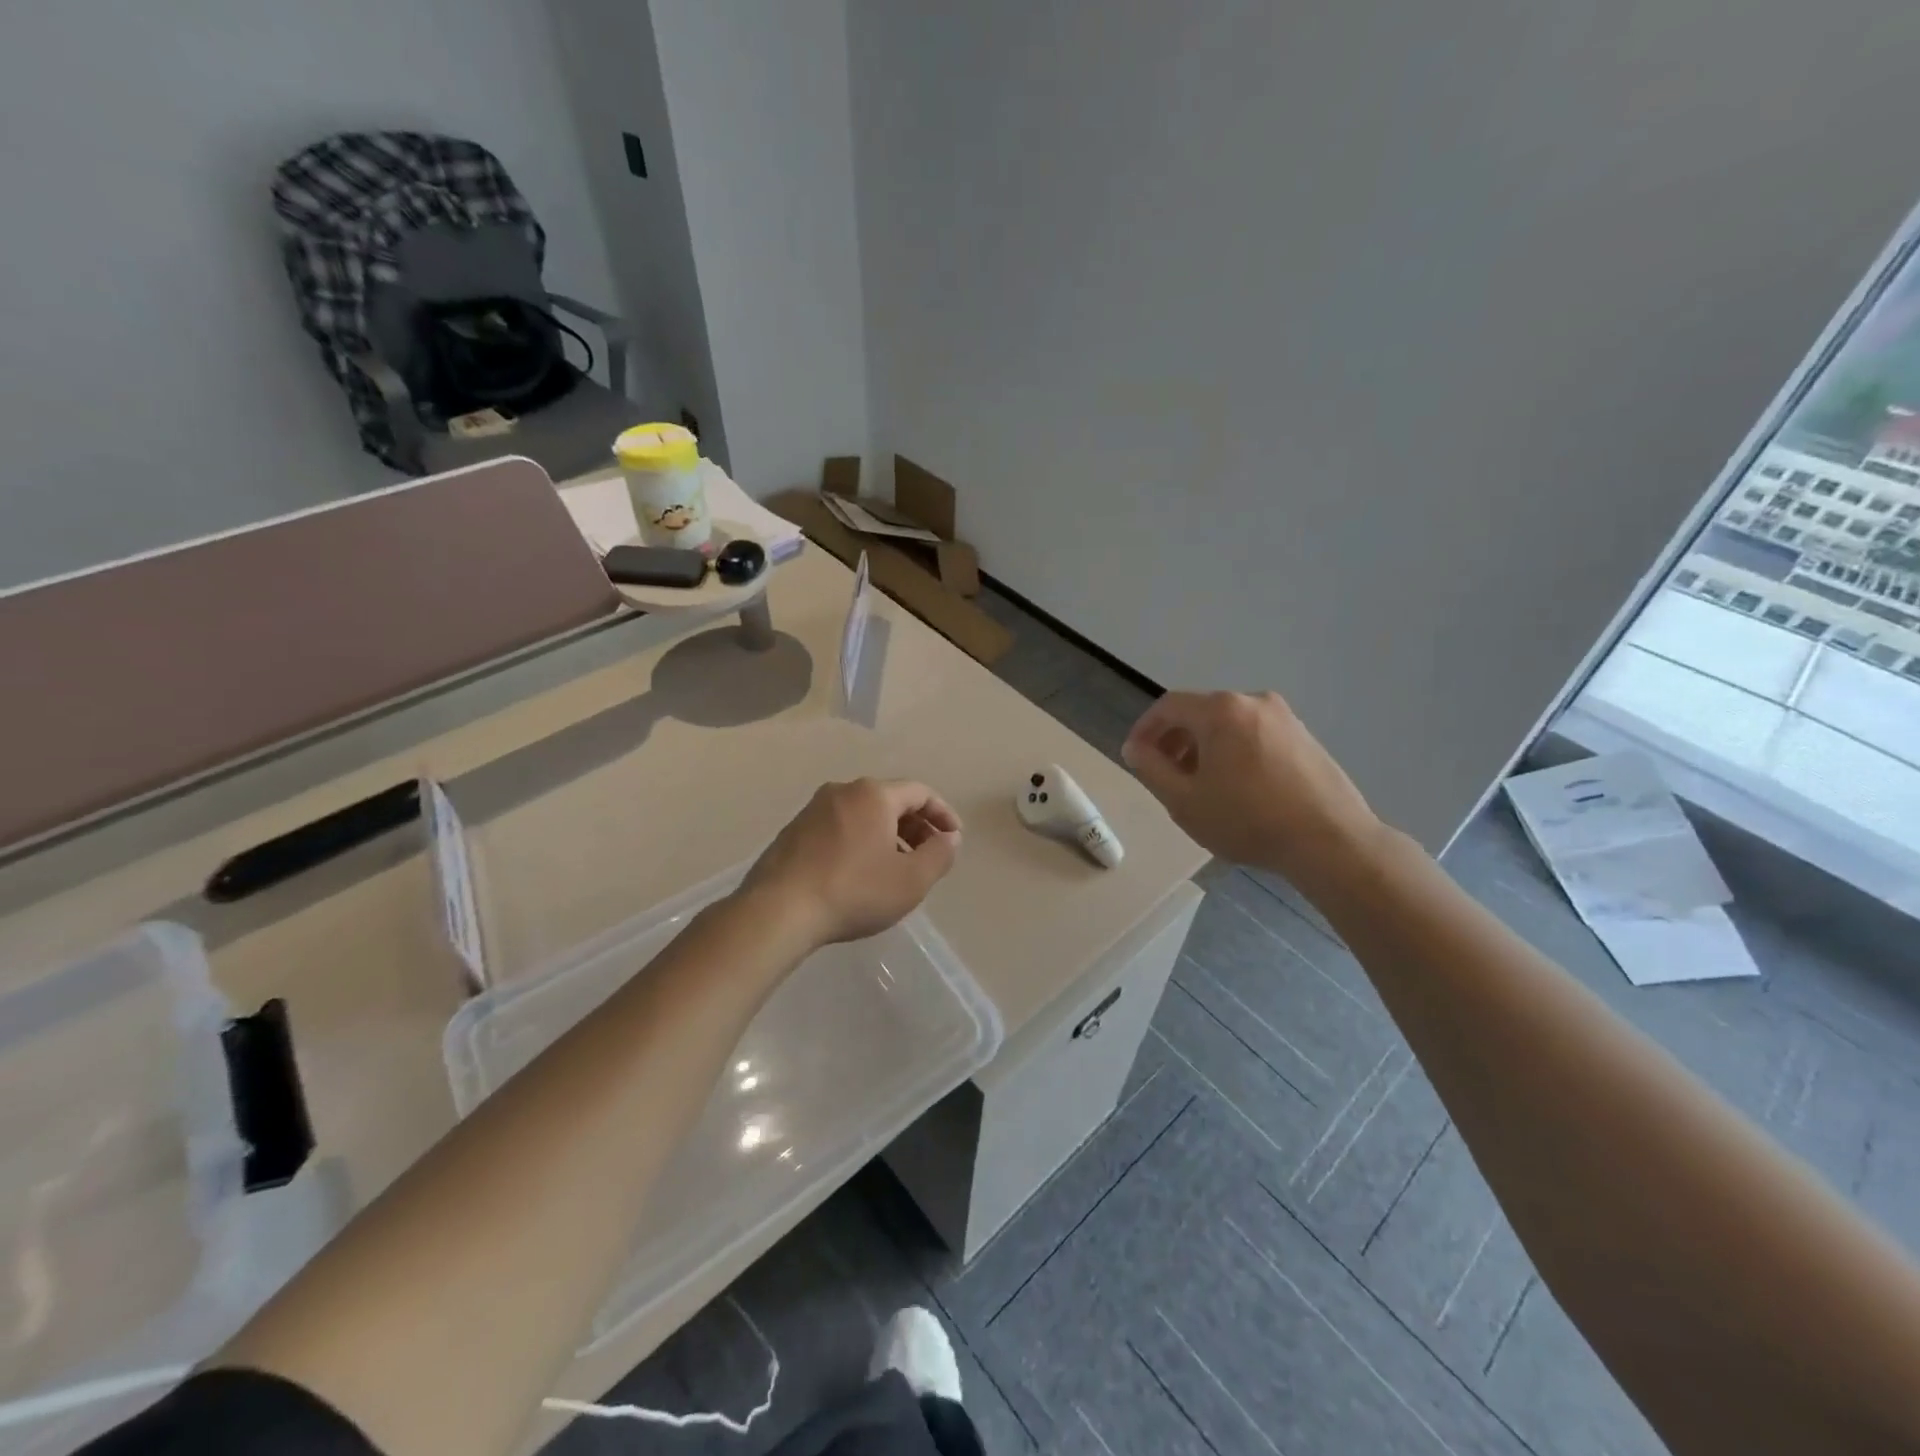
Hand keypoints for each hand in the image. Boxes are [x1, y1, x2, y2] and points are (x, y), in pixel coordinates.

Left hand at [740, 779, 961, 948]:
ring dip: (888, 835)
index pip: (920, 792)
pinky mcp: (794, 831)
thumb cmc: (854, 891)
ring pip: (863, 814)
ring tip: (897, 867)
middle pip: (890, 800)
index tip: (954, 839)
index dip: (943, 814)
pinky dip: (860, 841)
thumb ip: (940, 854)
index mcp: (874, 794)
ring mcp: (813, 809)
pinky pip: (840, 827)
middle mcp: (842, 791)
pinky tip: (860, 873)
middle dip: (916, 825)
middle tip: (929, 855)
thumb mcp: (912, 880)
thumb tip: (949, 837)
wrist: (778, 910)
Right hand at [1122, 691, 1385, 894]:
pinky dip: (1235, 752)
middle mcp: (1253, 701)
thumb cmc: (1247, 820)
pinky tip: (1238, 788)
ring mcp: (1284, 717)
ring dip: (1205, 747)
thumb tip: (1136, 748)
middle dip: (1175, 740)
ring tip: (1201, 785)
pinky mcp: (1305, 737)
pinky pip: (1255, 735)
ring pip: (1229, 724)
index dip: (1145, 729)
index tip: (1135, 756)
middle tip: (1165, 775)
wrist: (1331, 841)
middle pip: (1200, 712)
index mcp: (1220, 710)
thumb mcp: (1184, 801)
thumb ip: (1151, 768)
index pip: (1168, 706)